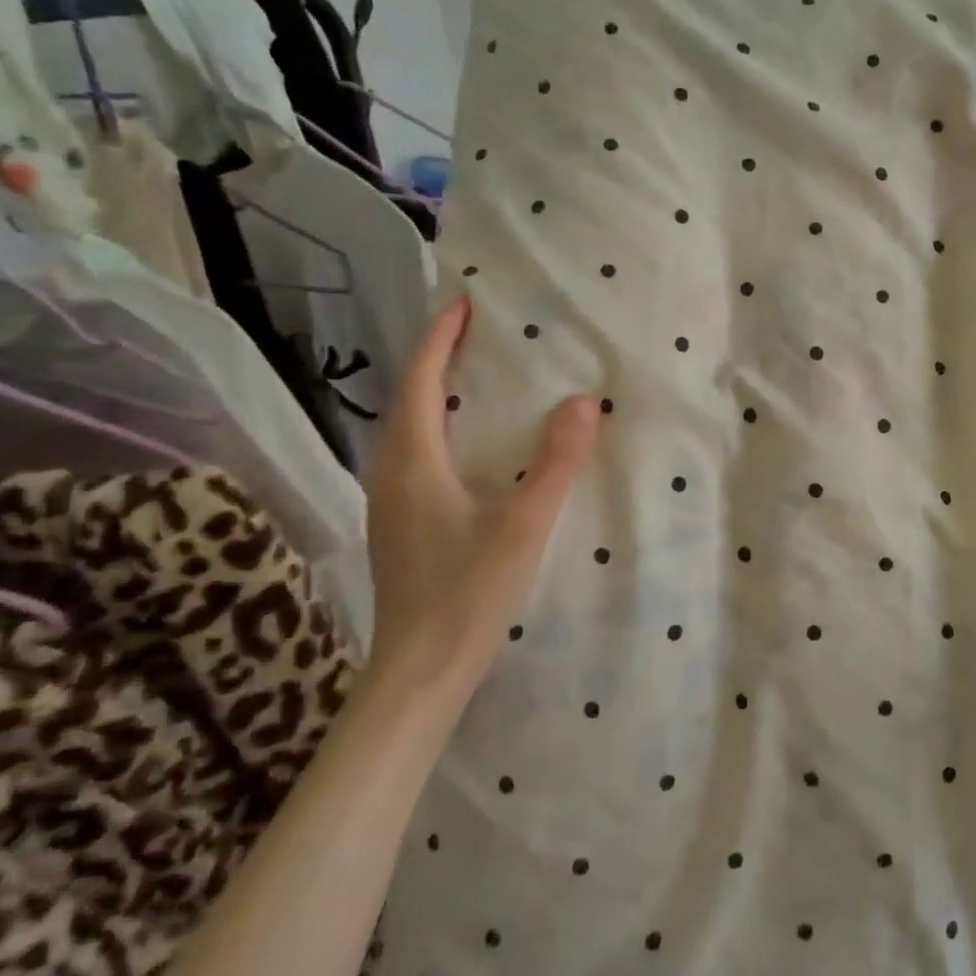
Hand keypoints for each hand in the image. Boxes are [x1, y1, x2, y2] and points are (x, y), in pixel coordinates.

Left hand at [365, 295, 598, 693]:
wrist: (420, 672)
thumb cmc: (468, 592)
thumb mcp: (524, 524)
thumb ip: (556, 461)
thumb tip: (584, 400)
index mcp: (412, 462)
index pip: (419, 380)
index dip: (440, 338)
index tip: (465, 303)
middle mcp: (391, 473)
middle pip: (409, 398)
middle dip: (440, 358)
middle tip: (481, 332)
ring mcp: (392, 502)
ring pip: (411, 429)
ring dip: (439, 393)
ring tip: (481, 376)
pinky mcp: (403, 525)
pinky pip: (420, 454)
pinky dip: (444, 427)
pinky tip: (475, 443)